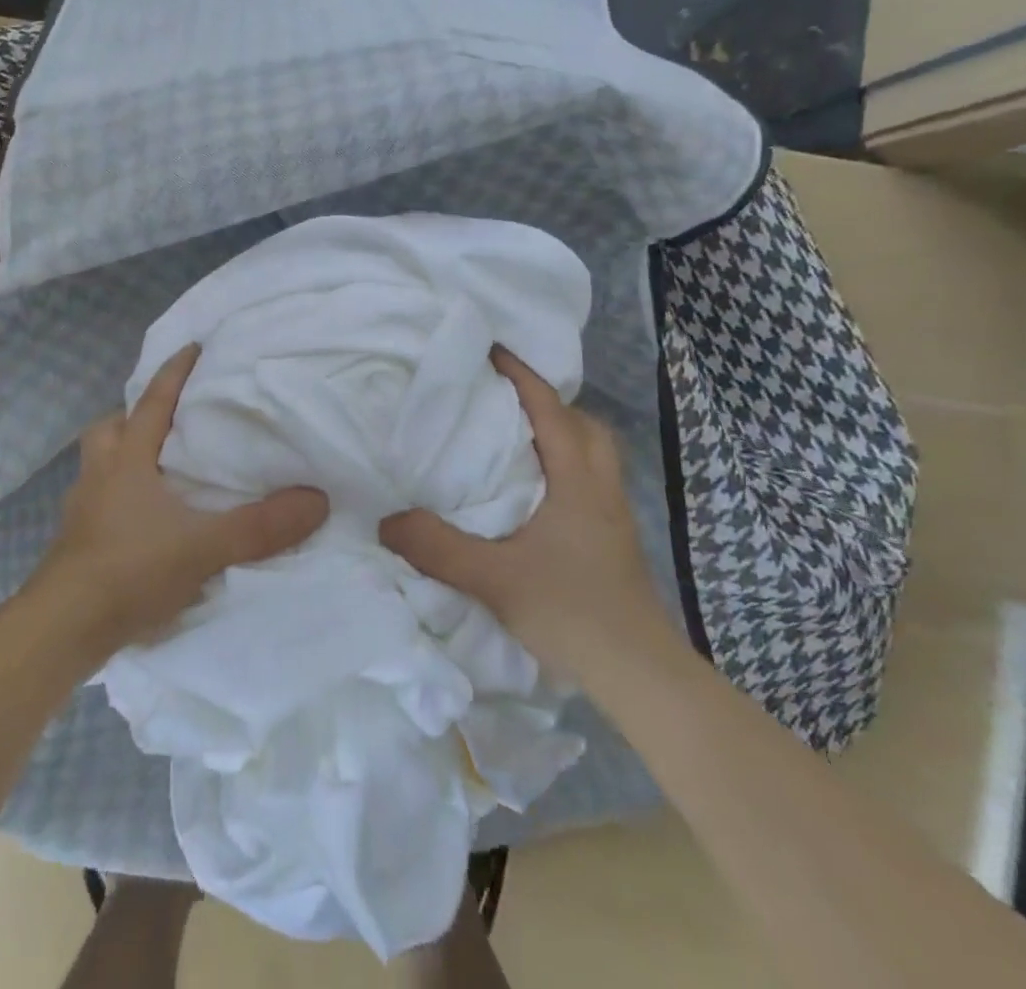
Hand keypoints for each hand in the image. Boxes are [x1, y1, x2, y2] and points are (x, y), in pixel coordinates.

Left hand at [33, 343, 328, 662]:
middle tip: (166, 420)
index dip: (174, 373)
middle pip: (109, 428)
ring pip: (100, 465)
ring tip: (158, 469)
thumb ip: (260, 526)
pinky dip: (119, 498)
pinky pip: (99, 502)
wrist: (61, 629)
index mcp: (127, 460)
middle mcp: (99, 476)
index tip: (194, 347)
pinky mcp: (76, 543)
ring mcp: (82, 510)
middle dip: (133, 416)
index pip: (153, 402)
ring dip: (123, 457)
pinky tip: (143, 521)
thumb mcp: (204, 547)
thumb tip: (318, 500)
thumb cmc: (129, 570)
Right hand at [378, 348, 680, 688]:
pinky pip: (591, 480)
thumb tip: (385, 520)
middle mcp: (602, 487)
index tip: (490, 350)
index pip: (550, 410)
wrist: (640, 674)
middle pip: (583, 424)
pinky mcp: (615, 540)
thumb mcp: (493, 578)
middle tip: (504, 400)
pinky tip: (535, 493)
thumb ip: (436, 547)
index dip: (521, 376)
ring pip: (593, 453)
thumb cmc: (571, 612)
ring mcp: (614, 515)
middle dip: (547, 402)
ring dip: (560, 434)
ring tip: (516, 440)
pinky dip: (565, 467)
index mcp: (577, 480)